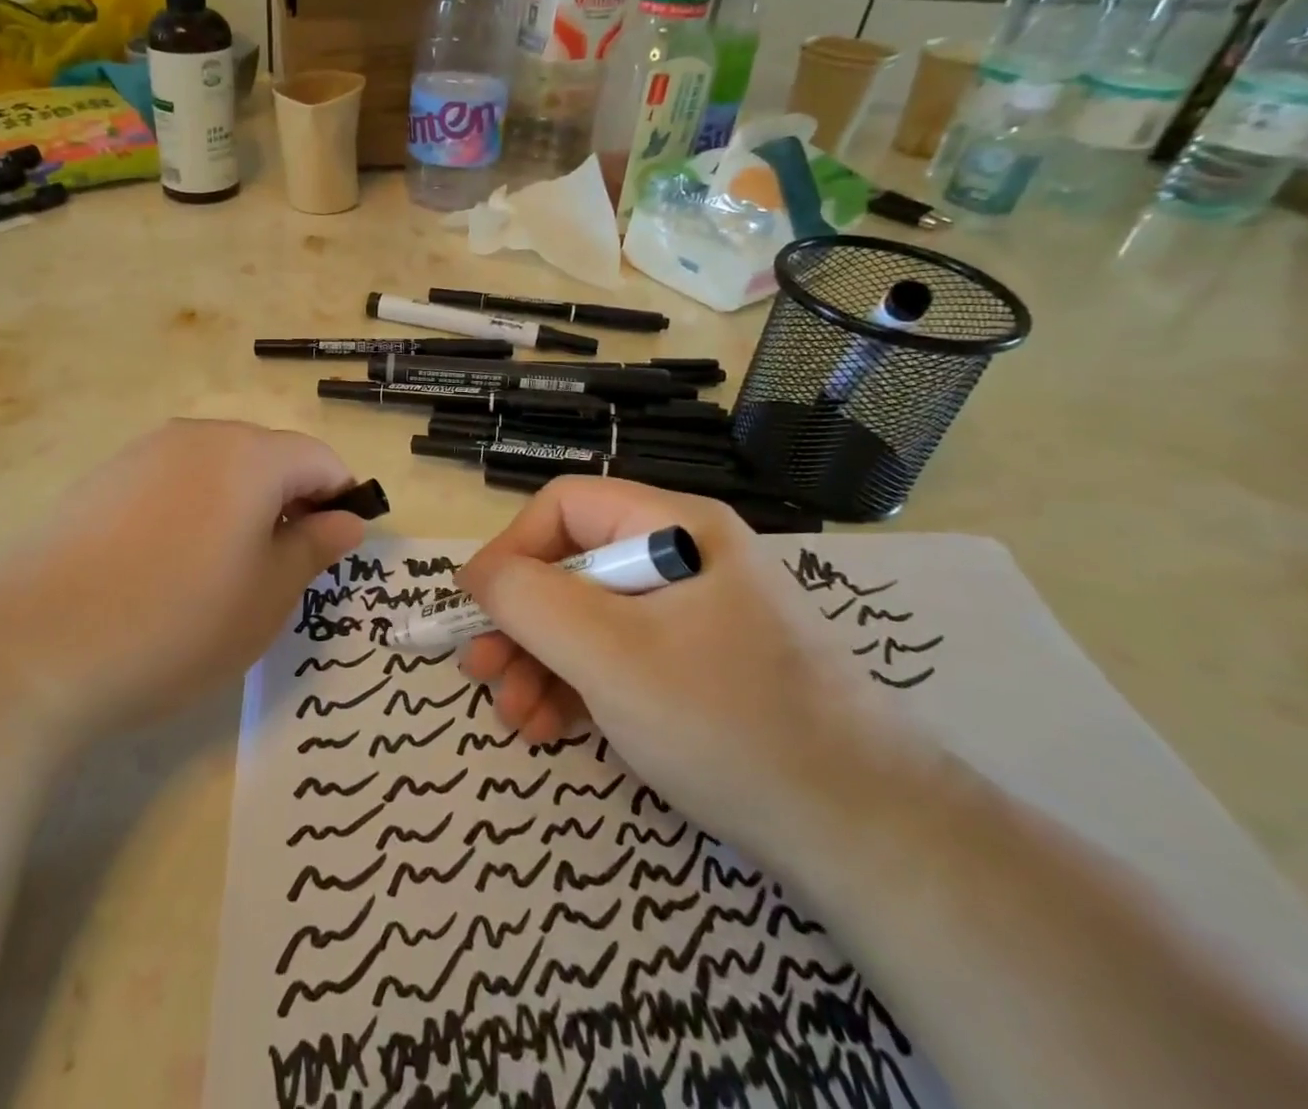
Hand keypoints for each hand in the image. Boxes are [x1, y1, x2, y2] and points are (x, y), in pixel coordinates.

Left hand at [0, 420, 364, 740]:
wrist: (29, 646)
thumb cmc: (176, 622)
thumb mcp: (266, 597)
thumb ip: (313, 548)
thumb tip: (346, 520)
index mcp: (250, 455)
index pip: (319, 460)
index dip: (339, 501)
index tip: (332, 552)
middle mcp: (198, 437)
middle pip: (267, 457)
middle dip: (288, 504)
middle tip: (277, 571)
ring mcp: (143, 453)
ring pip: (218, 470)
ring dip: (239, 508)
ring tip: (218, 574)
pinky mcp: (101, 479)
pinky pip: (171, 483)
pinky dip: (191, 512)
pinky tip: (165, 568)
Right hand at [457, 478, 904, 861]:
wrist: (870, 837)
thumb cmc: (726, 720)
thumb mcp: (608, 653)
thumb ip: (527, 599)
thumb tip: (476, 574)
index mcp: (674, 527)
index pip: (565, 507)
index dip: (510, 549)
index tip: (474, 607)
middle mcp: (685, 559)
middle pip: (573, 566)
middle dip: (520, 621)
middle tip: (481, 673)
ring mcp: (697, 616)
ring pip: (591, 618)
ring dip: (541, 662)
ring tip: (514, 717)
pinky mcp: (703, 668)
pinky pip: (621, 657)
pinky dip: (579, 687)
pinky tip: (552, 726)